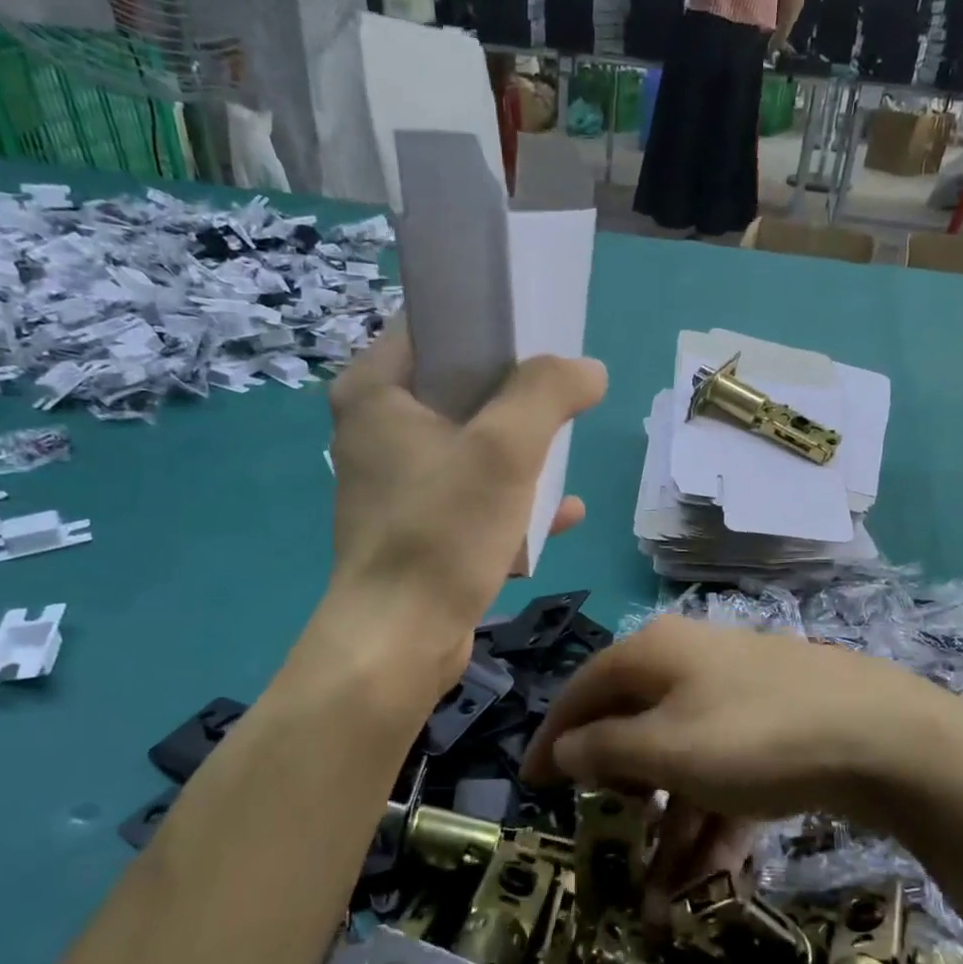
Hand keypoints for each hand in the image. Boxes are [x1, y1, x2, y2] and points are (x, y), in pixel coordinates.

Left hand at [326, 321, 606, 665]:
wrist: (400, 642)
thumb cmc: (442, 532)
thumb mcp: (505, 449)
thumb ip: (548, 394)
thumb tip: (588, 370)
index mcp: (375, 392)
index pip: (433, 326)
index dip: (490, 322)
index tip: (542, 333)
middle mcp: (376, 430)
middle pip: (457, 386)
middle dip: (516, 392)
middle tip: (564, 394)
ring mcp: (395, 483)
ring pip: (469, 444)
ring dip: (520, 451)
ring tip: (566, 454)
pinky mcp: (415, 527)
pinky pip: (471, 496)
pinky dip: (511, 500)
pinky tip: (562, 515)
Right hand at [522, 616, 962, 902]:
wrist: (886, 739)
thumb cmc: (755, 738)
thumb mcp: (666, 749)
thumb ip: (603, 749)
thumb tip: (561, 748)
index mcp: (656, 654)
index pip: (584, 690)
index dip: (553, 738)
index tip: (531, 785)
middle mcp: (693, 664)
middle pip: (635, 727)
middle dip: (621, 794)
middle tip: (607, 837)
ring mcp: (738, 697)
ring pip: (684, 762)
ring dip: (669, 826)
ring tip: (659, 898)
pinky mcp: (775, 731)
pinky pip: (726, 775)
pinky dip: (713, 821)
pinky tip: (708, 877)